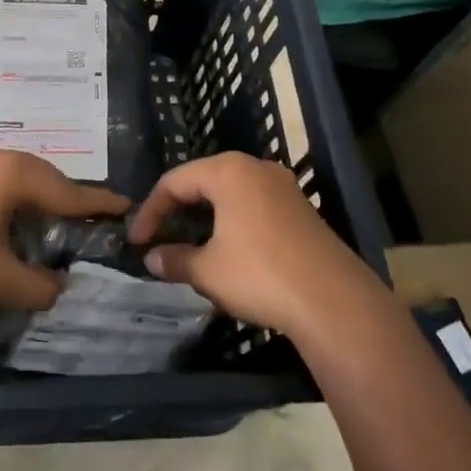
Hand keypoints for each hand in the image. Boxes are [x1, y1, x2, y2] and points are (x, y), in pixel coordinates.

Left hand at [0, 144, 128, 310]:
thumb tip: (58, 289)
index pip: (68, 192)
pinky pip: (1, 176)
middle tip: (93, 215)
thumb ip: (35, 286)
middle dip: (69, 196)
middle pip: (47, 176)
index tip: (125, 205)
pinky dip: (18, 193)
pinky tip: (16, 212)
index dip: (98, 203)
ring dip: (41, 194)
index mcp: (15, 175)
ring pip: (22, 173)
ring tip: (59, 215)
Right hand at [128, 153, 381, 338]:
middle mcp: (256, 168)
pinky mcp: (302, 211)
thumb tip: (152, 258)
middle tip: (161, 237)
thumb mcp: (207, 271)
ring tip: (190, 245)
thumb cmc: (260, 274)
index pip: (174, 181)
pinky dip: (232, 223)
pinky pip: (254, 206)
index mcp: (228, 171)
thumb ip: (174, 259)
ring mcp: (283, 188)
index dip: (150, 211)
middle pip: (203, 181)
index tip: (136, 240)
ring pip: (231, 194)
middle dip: (178, 210)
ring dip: (206, 218)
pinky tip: (228, 251)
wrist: (334, 302)